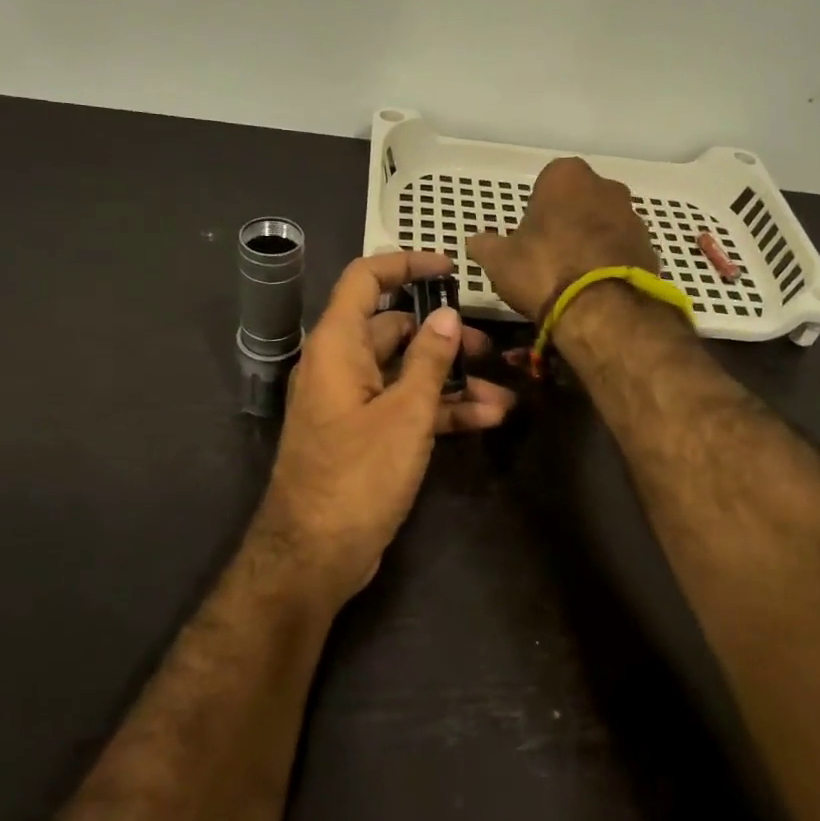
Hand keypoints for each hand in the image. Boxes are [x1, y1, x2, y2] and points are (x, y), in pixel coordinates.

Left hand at [259, 251, 515, 599]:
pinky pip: (405, 407)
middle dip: (445, 336)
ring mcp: (353, 403)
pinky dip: (441, 410)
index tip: (449, 267)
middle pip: (395, 330)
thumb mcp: (404, 414)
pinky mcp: (366, 435)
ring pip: (407, 373)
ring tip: (504, 393)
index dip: (405, 264)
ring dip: (453, 380)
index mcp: (337, 346)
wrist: (315, 555)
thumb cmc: (357, 475)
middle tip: (490, 348)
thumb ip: (428, 360)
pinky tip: (487, 419)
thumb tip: (447, 315)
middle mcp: (341, 366)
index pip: (365, 280)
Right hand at [465, 157, 657, 320]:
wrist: (602, 309)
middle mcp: (605, 186)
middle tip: (548, 255)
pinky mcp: (650, 247)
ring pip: (603, 224)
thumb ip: (485, 245)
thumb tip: (474, 241)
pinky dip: (609, 263)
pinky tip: (594, 289)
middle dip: (567, 221)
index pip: (547, 182)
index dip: (537, 209)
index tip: (528, 236)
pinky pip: (621, 250)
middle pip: (579, 201)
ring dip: (590, 242)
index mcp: (566, 176)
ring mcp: (633, 216)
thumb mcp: (499, 260)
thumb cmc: (544, 270)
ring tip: (572, 277)